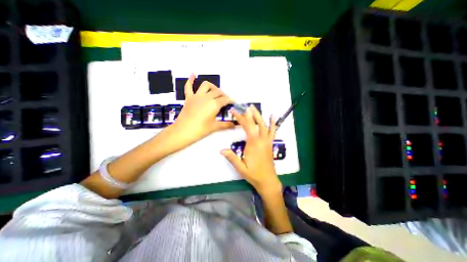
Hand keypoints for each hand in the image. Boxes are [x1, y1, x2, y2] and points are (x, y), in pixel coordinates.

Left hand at [168, 74, 235, 149]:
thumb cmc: (200, 130)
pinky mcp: (189, 98)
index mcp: (214, 104)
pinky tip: (193, 75)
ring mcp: (196, 96)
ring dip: (212, 87)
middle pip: (218, 92)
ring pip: (206, 85)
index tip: (233, 102)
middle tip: (225, 100)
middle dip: (223, 95)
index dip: (230, 100)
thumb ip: (225, 125)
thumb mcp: (214, 127)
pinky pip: (188, 87)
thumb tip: (234, 125)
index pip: (225, 100)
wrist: (183, 131)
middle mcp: (206, 97)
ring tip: (215, 92)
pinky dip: (191, 80)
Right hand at [221, 105, 281, 194]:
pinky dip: (272, 123)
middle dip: (249, 114)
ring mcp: (267, 141)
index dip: (241, 118)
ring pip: (264, 125)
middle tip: (244, 106)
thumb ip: (232, 158)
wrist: (267, 180)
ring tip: (254, 108)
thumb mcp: (241, 168)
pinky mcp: (270, 143)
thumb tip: (221, 150)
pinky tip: (272, 117)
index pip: (247, 126)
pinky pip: (273, 131)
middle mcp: (261, 140)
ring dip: (259, 116)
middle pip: (256, 123)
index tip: (234, 112)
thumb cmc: (253, 174)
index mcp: (253, 144)